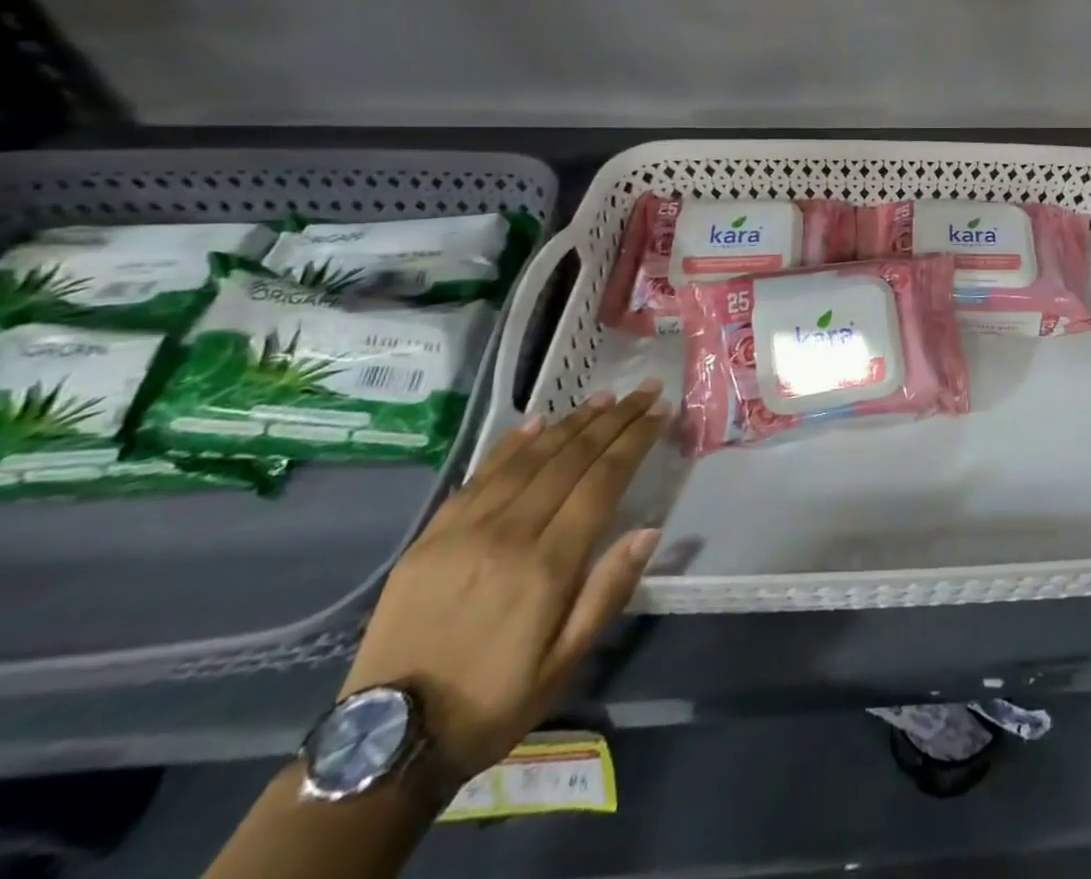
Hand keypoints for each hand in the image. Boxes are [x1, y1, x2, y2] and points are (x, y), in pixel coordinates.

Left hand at [340, 381, 670, 778]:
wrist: (388, 742)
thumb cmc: (495, 701)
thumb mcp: (565, 662)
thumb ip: (608, 591)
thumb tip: (649, 530)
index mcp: (547, 565)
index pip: (603, 480)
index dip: (635, 440)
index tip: (660, 410)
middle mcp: (509, 533)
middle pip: (572, 458)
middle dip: (613, 419)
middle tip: (643, 390)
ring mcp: (465, 530)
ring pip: (530, 457)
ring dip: (572, 422)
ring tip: (603, 397)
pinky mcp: (432, 536)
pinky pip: (481, 475)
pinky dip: (513, 443)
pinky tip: (537, 421)